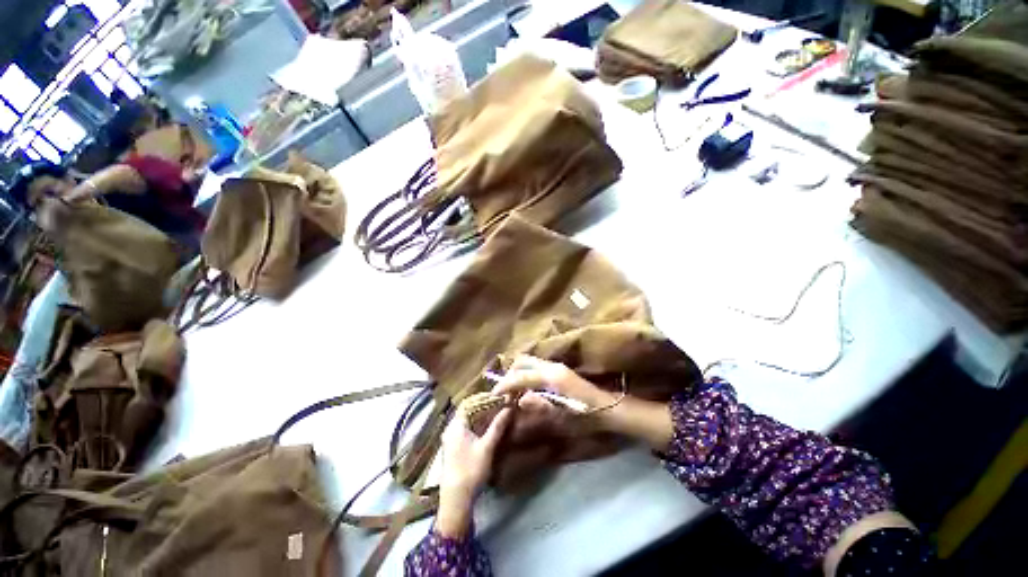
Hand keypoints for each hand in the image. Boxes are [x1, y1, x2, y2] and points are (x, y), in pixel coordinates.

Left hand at [435, 407, 512, 537]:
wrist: (456, 500)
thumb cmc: (471, 470)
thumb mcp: (487, 447)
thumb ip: (498, 426)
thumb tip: (509, 408)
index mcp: (456, 425)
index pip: (469, 402)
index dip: (483, 398)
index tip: (498, 397)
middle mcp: (451, 429)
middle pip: (467, 410)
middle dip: (483, 406)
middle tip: (499, 405)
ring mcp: (450, 439)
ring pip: (466, 420)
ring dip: (480, 416)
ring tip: (496, 414)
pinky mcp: (453, 448)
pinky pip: (465, 429)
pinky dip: (476, 425)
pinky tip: (487, 429)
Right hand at [494, 355, 674, 451]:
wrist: (613, 409)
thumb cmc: (590, 415)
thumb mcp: (563, 416)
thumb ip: (540, 407)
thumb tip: (520, 401)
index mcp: (552, 376)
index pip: (521, 376)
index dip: (505, 384)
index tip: (494, 395)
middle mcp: (552, 365)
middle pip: (523, 361)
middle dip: (510, 374)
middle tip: (502, 392)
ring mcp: (557, 366)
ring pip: (530, 362)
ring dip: (518, 373)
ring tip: (511, 390)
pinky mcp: (560, 371)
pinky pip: (537, 367)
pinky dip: (527, 374)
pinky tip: (525, 388)